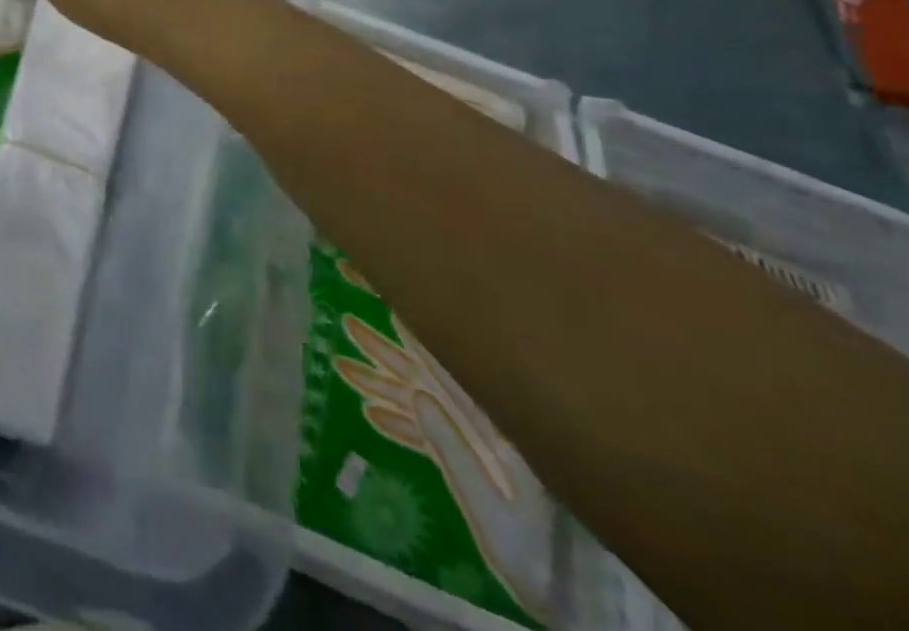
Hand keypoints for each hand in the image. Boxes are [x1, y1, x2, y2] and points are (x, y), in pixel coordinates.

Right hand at [337, 318, 553, 618]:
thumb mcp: (495, 508)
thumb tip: (416, 394)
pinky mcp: (469, 469)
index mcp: (496, 429)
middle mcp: (482, 428)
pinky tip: (369, 412)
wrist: (566, 600)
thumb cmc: (536, 555)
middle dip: (384, 354)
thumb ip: (454, 450)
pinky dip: (398, 424)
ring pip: (418, 404)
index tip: (390, 309)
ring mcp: (474, 447)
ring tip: (342, 366)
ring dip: (380, 386)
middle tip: (347, 324)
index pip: (447, 372)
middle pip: (424, 380)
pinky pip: (426, 436)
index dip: (416, 339)